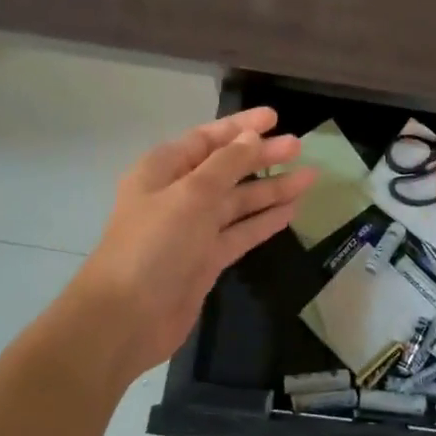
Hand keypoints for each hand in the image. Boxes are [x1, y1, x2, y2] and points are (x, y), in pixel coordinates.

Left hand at [70, 108, 314, 383]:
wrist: (126, 318)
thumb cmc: (153, 245)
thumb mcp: (191, 195)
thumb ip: (226, 165)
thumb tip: (251, 137)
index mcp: (163, 170)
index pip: (208, 138)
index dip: (241, 126)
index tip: (275, 117)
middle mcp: (178, 194)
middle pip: (227, 168)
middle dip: (263, 156)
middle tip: (300, 146)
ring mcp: (193, 229)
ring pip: (239, 201)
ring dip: (272, 188)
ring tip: (310, 177)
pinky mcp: (206, 259)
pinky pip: (241, 231)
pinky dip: (264, 220)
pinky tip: (291, 210)